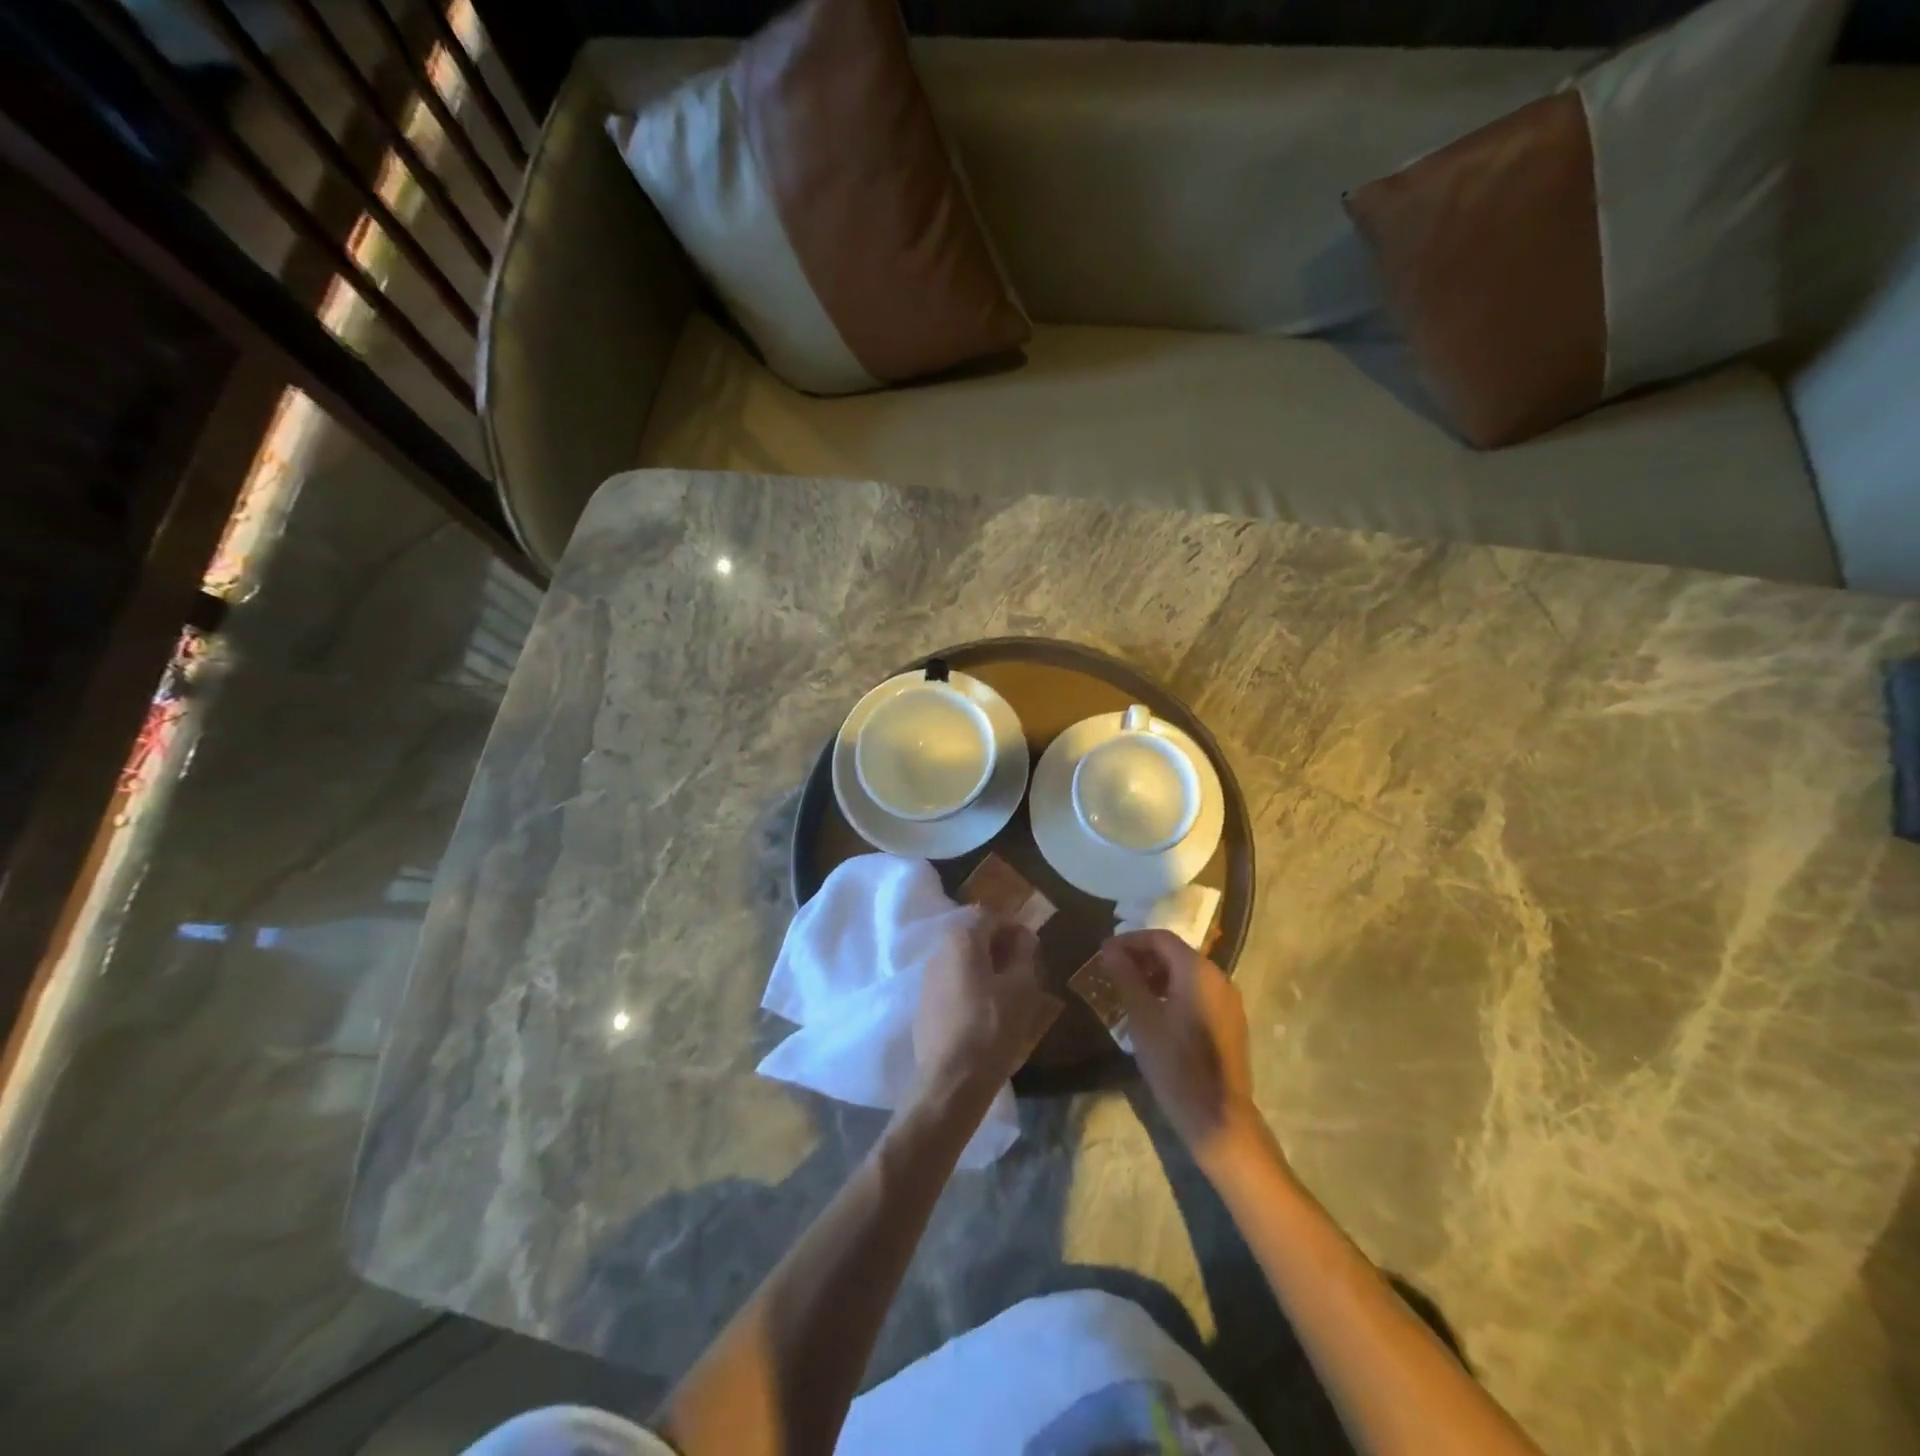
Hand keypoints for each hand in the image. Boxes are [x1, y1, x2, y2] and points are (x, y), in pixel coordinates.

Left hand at [913, 913, 1061, 1096]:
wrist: (952, 1080)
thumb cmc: (993, 1027)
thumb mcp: (1021, 988)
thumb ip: (1023, 954)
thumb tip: (1024, 936)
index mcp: (961, 941)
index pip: (988, 916)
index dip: (1012, 927)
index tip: (1030, 948)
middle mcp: (939, 953)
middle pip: (972, 937)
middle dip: (998, 948)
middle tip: (1022, 970)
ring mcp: (927, 981)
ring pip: (961, 963)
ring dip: (984, 969)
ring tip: (1007, 994)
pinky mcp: (923, 1007)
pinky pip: (951, 985)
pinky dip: (969, 988)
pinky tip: (985, 1014)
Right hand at [1101, 929, 1264, 1171]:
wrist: (1218, 1117)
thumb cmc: (1175, 1063)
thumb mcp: (1142, 1017)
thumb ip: (1126, 977)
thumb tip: (1109, 949)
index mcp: (1198, 971)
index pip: (1160, 938)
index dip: (1130, 941)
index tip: (1104, 953)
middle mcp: (1219, 977)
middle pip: (1175, 953)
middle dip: (1142, 957)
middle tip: (1112, 971)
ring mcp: (1228, 1000)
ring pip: (1187, 973)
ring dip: (1156, 975)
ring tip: (1128, 991)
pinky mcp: (1230, 1021)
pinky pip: (1197, 992)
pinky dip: (1173, 991)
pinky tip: (1153, 1011)